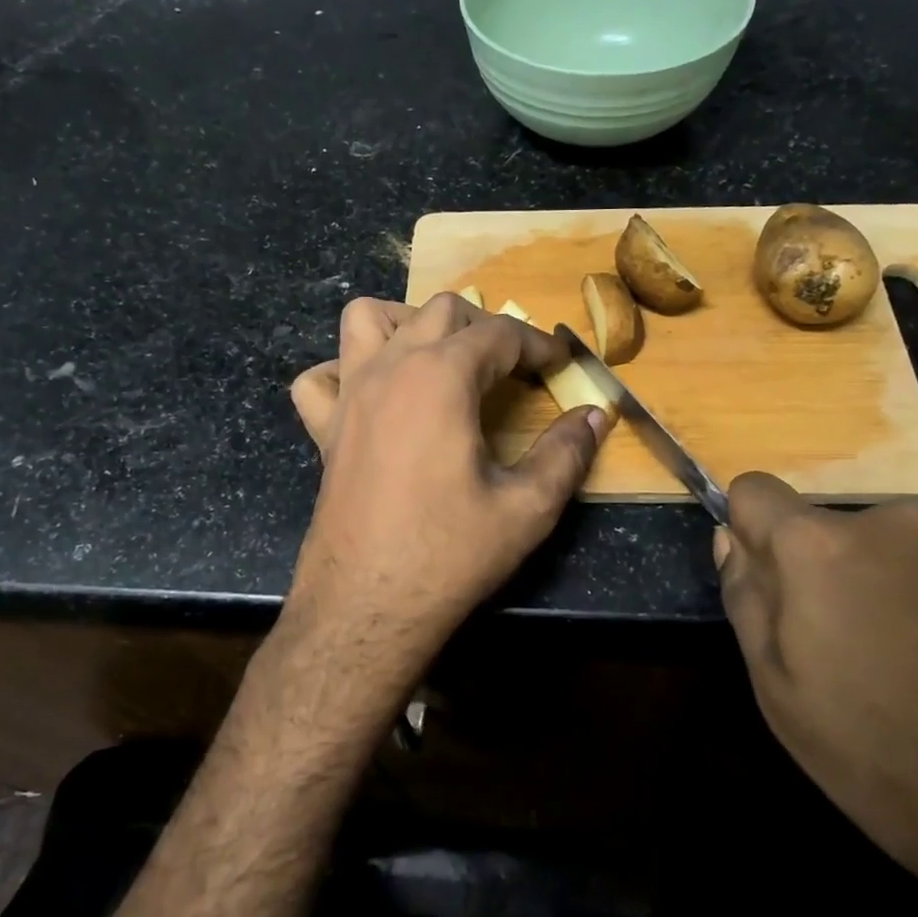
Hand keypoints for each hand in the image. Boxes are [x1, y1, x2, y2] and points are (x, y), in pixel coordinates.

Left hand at [287, 293, 603, 668]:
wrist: (366, 605)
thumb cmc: (449, 553)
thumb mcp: (527, 507)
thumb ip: (567, 452)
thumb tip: (597, 416)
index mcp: (441, 376)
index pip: (500, 334)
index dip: (538, 345)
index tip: (561, 364)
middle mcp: (390, 368)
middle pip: (441, 310)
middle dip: (486, 326)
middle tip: (515, 366)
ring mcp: (349, 395)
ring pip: (368, 319)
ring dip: (409, 323)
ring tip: (440, 357)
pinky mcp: (324, 428)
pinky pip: (320, 377)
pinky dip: (344, 371)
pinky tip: (372, 396)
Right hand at [713, 472, 917, 896]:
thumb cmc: (905, 764)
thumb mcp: (786, 699)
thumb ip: (748, 603)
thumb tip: (731, 540)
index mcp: (823, 546)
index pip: (755, 493)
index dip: (749, 533)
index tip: (770, 588)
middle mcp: (900, 524)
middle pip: (837, 534)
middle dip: (832, 580)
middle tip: (858, 666)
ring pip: (910, 559)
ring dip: (903, 599)